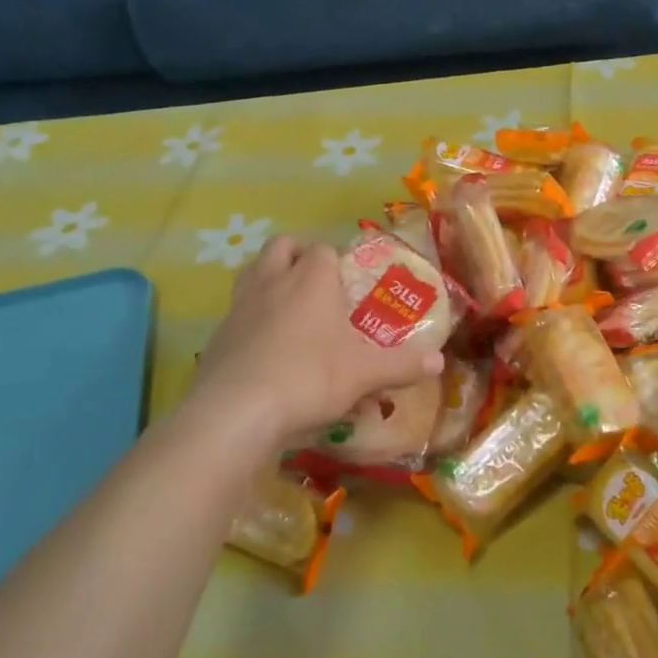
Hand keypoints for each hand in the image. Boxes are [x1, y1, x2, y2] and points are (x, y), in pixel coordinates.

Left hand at [188, 236, 443, 449]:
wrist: (236, 412)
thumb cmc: (309, 377)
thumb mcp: (364, 373)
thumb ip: (402, 365)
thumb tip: (439, 362)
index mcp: (311, 279)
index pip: (324, 249)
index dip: (338, 260)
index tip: (351, 282)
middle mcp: (273, 281)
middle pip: (282, 246)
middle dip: (300, 254)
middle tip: (319, 281)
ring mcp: (240, 306)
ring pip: (253, 272)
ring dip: (272, 278)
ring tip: (292, 307)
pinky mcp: (218, 335)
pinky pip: (238, 312)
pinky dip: (253, 318)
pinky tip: (268, 348)